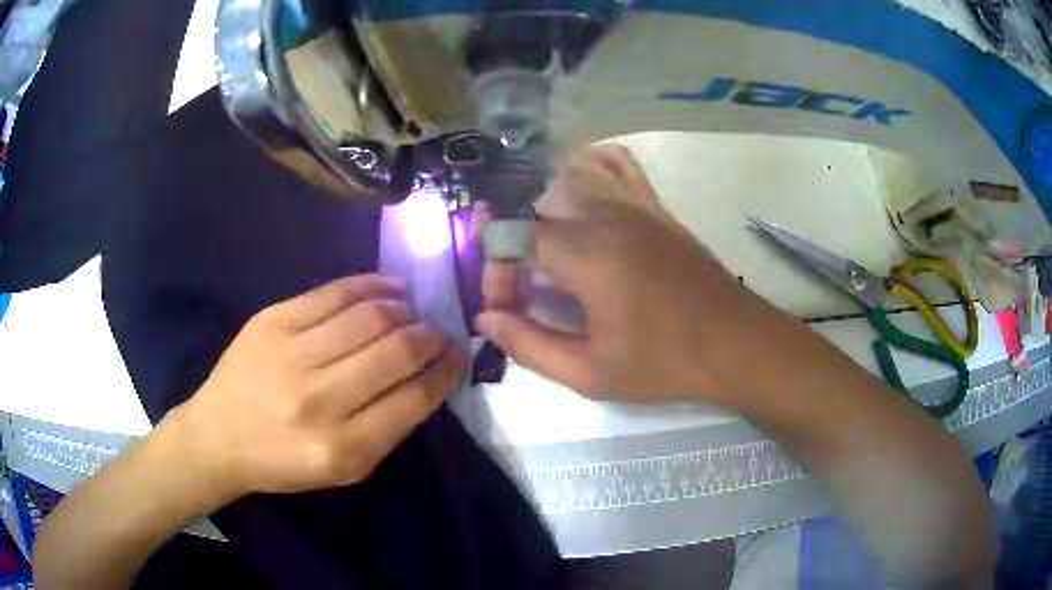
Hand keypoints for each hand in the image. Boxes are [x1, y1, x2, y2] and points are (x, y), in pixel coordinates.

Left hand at [169, 274, 466, 501]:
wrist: (217, 436)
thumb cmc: (283, 462)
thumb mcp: (344, 469)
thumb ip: (388, 428)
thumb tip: (426, 376)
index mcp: (343, 448)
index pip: (414, 399)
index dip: (446, 372)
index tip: (458, 355)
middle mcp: (319, 400)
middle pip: (395, 353)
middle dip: (430, 338)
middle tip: (439, 332)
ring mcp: (291, 354)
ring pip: (369, 317)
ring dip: (404, 311)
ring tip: (414, 313)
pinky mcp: (272, 320)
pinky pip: (333, 293)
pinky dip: (371, 285)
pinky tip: (391, 288)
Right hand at [476, 145, 777, 404]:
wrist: (736, 345)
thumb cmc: (665, 364)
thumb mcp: (591, 374)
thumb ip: (530, 345)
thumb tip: (486, 319)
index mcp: (588, 256)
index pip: (514, 240)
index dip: (497, 274)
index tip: (506, 310)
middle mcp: (607, 217)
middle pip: (536, 214)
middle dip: (516, 254)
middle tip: (526, 296)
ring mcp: (636, 206)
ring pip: (569, 186)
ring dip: (545, 218)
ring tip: (550, 260)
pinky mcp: (657, 209)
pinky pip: (617, 167)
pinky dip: (591, 168)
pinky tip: (583, 189)